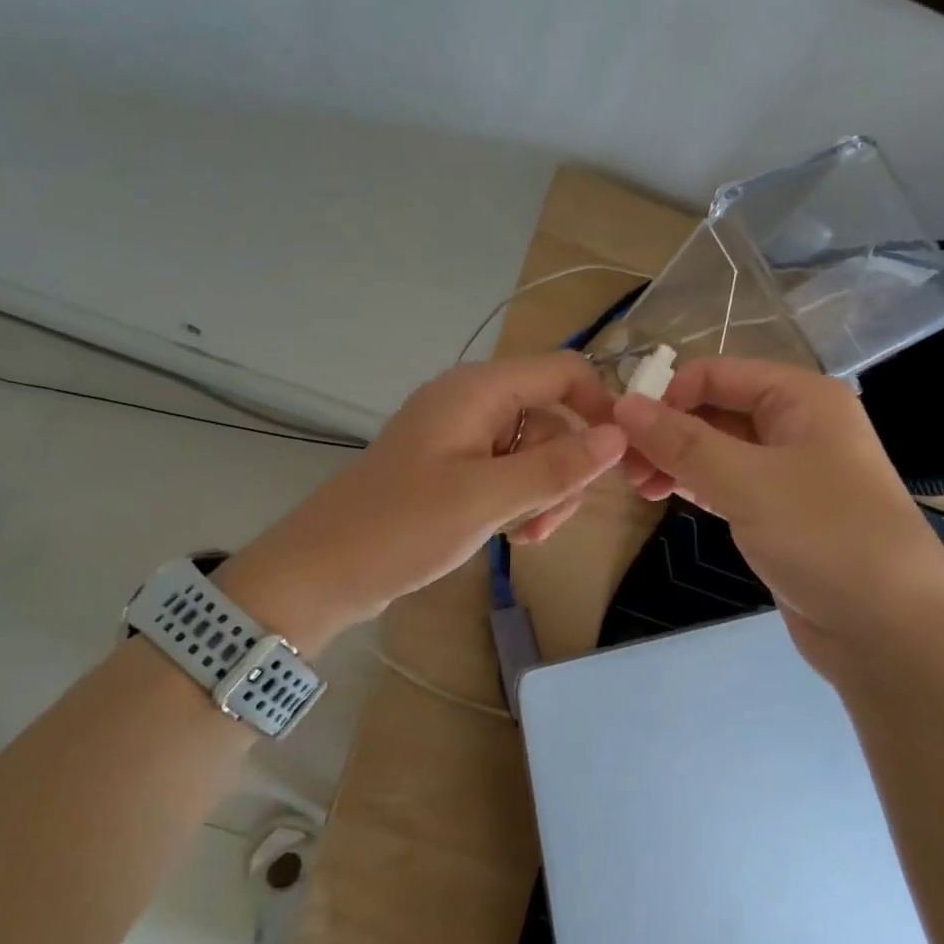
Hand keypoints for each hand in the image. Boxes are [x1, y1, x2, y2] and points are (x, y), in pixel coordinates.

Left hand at [221, 354, 626, 650]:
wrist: (323, 570)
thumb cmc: (402, 526)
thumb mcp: (486, 498)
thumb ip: (556, 466)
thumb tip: (619, 435)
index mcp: (478, 390)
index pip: (563, 373)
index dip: (600, 409)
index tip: (621, 462)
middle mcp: (472, 403)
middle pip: (551, 420)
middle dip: (563, 471)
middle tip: (547, 522)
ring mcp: (460, 438)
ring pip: (532, 453)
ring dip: (541, 494)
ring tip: (523, 537)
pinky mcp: (451, 470)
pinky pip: (506, 475)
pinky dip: (517, 502)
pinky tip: (509, 537)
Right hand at [614, 357, 943, 665]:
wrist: (888, 629)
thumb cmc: (825, 537)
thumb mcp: (747, 482)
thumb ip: (682, 442)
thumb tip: (623, 404)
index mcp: (801, 398)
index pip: (717, 374)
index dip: (667, 395)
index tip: (624, 432)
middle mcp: (796, 425)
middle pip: (714, 410)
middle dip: (666, 431)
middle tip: (623, 467)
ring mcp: (788, 471)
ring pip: (716, 449)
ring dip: (674, 460)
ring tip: (636, 487)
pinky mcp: (778, 511)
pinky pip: (726, 483)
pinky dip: (693, 485)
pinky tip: (662, 496)